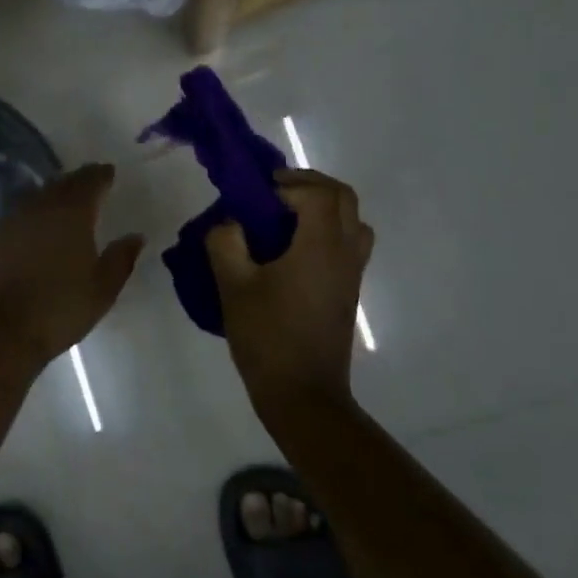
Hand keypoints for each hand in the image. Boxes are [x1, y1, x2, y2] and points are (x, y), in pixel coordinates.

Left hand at [0, 164, 144, 364]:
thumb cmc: (60, 308)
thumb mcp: (102, 289)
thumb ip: (121, 258)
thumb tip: (135, 236)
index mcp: (72, 212)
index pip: (89, 181)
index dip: (101, 175)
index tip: (109, 173)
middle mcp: (40, 207)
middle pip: (61, 184)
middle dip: (77, 181)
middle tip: (89, 184)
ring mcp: (11, 221)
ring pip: (36, 197)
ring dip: (52, 195)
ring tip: (64, 203)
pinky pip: (19, 216)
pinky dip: (32, 215)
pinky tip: (36, 228)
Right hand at [207, 169, 372, 415]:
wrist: (303, 393)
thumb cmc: (267, 337)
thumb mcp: (233, 286)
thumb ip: (225, 242)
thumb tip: (229, 223)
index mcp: (321, 246)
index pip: (317, 193)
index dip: (288, 183)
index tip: (256, 192)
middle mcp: (345, 252)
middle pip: (344, 198)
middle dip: (309, 185)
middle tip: (273, 192)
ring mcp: (352, 273)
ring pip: (352, 220)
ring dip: (322, 207)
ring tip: (285, 216)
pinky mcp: (348, 291)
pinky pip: (348, 243)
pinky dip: (326, 230)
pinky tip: (292, 250)